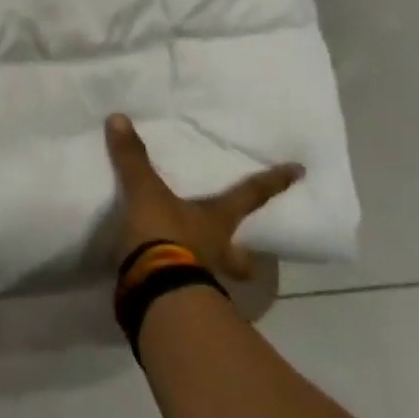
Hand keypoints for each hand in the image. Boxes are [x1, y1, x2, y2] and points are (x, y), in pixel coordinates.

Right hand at [105, 113, 302, 280]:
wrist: (155, 292)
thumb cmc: (164, 236)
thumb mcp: (145, 193)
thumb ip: (134, 159)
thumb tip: (119, 118)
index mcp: (218, 221)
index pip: (250, 195)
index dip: (273, 182)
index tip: (299, 171)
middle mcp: (219, 251)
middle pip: (243, 255)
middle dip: (246, 255)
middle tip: (248, 254)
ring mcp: (203, 279)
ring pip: (219, 275)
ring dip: (214, 270)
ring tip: (200, 263)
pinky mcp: (181, 299)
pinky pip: (186, 288)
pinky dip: (179, 282)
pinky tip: (165, 278)